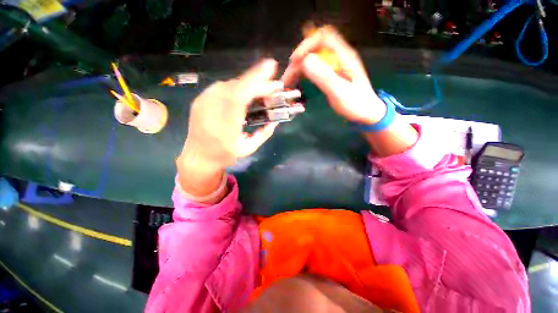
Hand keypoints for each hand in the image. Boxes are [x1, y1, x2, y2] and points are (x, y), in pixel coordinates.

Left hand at [177, 59, 282, 197]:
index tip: (271, 68)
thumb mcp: (247, 148)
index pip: (241, 94)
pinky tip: (243, 96)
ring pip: (230, 85)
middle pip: (237, 86)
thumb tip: (275, 122)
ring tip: (260, 92)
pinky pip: (222, 88)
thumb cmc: (224, 154)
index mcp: (225, 123)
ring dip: (248, 86)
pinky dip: (237, 88)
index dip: (255, 80)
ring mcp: (204, 100)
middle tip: (273, 85)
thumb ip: (263, 134)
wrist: (198, 155)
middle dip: (257, 82)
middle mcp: (212, 107)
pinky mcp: (200, 99)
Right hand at [282, 26, 386, 124]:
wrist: (366, 112)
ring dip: (299, 67)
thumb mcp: (339, 91)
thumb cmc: (355, 104)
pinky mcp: (332, 74)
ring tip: (289, 81)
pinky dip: (304, 73)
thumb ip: (323, 76)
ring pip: (313, 59)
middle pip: (315, 48)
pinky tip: (298, 81)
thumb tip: (304, 62)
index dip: (306, 45)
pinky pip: (315, 68)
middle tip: (288, 76)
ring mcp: (335, 65)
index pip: (323, 37)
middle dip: (299, 60)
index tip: (295, 61)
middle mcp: (338, 57)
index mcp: (343, 56)